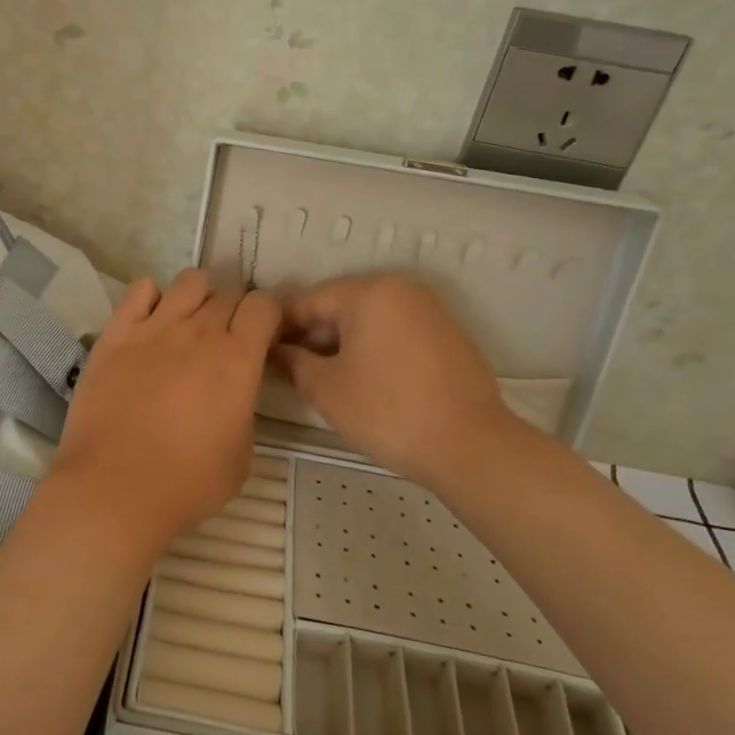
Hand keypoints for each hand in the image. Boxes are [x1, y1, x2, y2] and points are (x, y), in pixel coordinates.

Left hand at [44, 269, 281, 555]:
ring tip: (190, 324)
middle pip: (228, 293)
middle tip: (226, 341)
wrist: (114, 489)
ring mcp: (155, 327)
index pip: (264, 305)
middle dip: (235, 312)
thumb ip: (244, 411)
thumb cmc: (186, 483)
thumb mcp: (242, 457)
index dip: (269, 317)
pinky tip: (150, 323)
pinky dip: (151, 298)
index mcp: (238, 359)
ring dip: (199, 297)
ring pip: (189, 281)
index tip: (264, 338)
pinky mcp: (116, 333)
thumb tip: (233, 394)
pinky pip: (139, 290)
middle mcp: (200, 332)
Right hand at [275, 275, 517, 486]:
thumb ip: (294, 362)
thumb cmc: (387, 411)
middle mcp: (400, 289)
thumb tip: (278, 351)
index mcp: (368, 292)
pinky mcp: (448, 334)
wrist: (470, 446)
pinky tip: (367, 380)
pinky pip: (397, 331)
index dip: (281, 327)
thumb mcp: (326, 389)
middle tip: (293, 370)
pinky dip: (375, 347)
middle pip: (341, 304)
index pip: (308, 301)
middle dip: (314, 334)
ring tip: (327, 378)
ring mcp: (429, 310)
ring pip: (370, 318)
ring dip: (343, 342)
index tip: (264, 353)